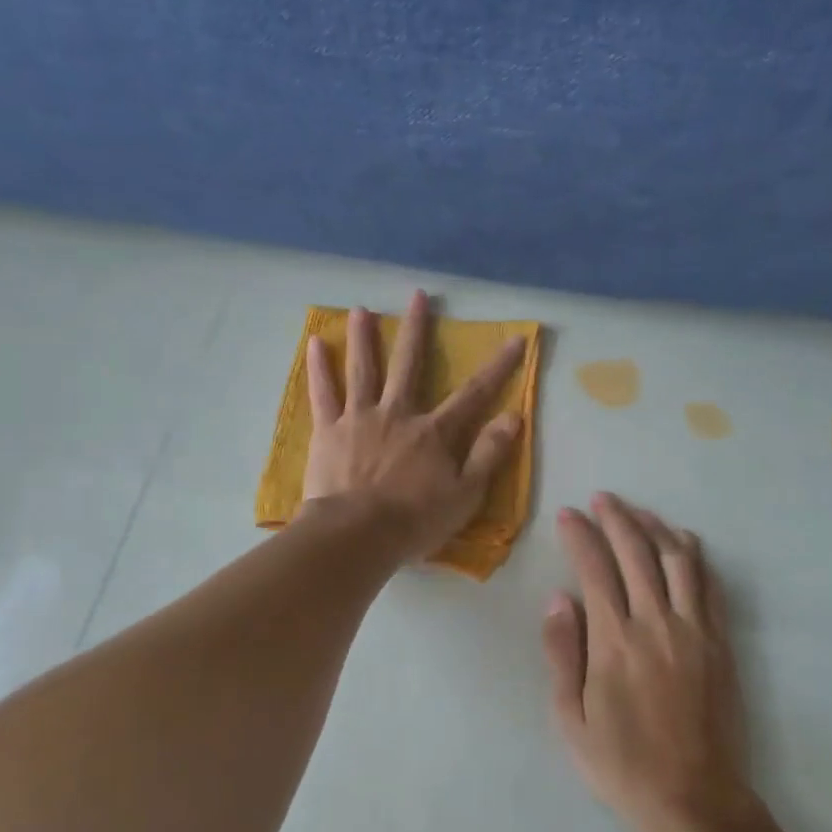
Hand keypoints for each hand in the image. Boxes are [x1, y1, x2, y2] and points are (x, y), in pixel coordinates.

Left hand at [302, 290, 525, 560]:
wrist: (357, 535)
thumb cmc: (415, 520)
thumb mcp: (465, 495)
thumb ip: (488, 454)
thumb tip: (513, 416)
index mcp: (434, 432)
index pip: (474, 393)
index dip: (498, 367)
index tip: (515, 339)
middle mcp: (398, 414)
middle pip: (409, 364)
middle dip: (415, 329)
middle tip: (418, 296)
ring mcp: (359, 419)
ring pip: (363, 370)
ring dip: (364, 337)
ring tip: (361, 309)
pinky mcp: (328, 431)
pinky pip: (323, 394)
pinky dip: (319, 368)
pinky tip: (316, 343)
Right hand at [545, 494, 766, 831]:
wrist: (693, 801)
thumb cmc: (621, 764)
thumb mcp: (571, 719)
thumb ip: (563, 654)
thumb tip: (558, 599)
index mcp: (615, 641)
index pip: (595, 570)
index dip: (581, 536)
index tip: (569, 514)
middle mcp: (656, 624)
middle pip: (637, 553)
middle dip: (617, 519)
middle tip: (602, 499)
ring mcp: (694, 631)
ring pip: (677, 560)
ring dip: (655, 528)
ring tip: (637, 511)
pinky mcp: (720, 643)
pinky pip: (709, 586)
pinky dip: (694, 556)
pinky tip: (682, 542)